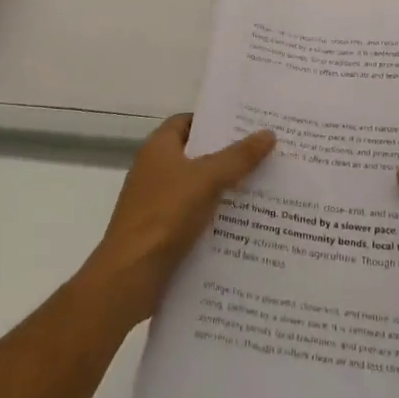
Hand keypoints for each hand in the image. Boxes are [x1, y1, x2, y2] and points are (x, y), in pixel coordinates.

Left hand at [78, 114, 274, 326]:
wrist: (130, 275)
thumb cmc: (166, 214)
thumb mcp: (207, 179)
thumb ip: (238, 157)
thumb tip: (268, 133)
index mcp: (158, 148)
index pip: (186, 122)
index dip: (212, 121)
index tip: (244, 125)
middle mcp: (153, 171)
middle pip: (194, 155)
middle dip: (225, 156)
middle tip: (261, 155)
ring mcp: (155, 203)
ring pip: (195, 188)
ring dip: (222, 189)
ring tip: (260, 189)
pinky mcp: (159, 232)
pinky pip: (192, 216)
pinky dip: (212, 217)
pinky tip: (240, 224)